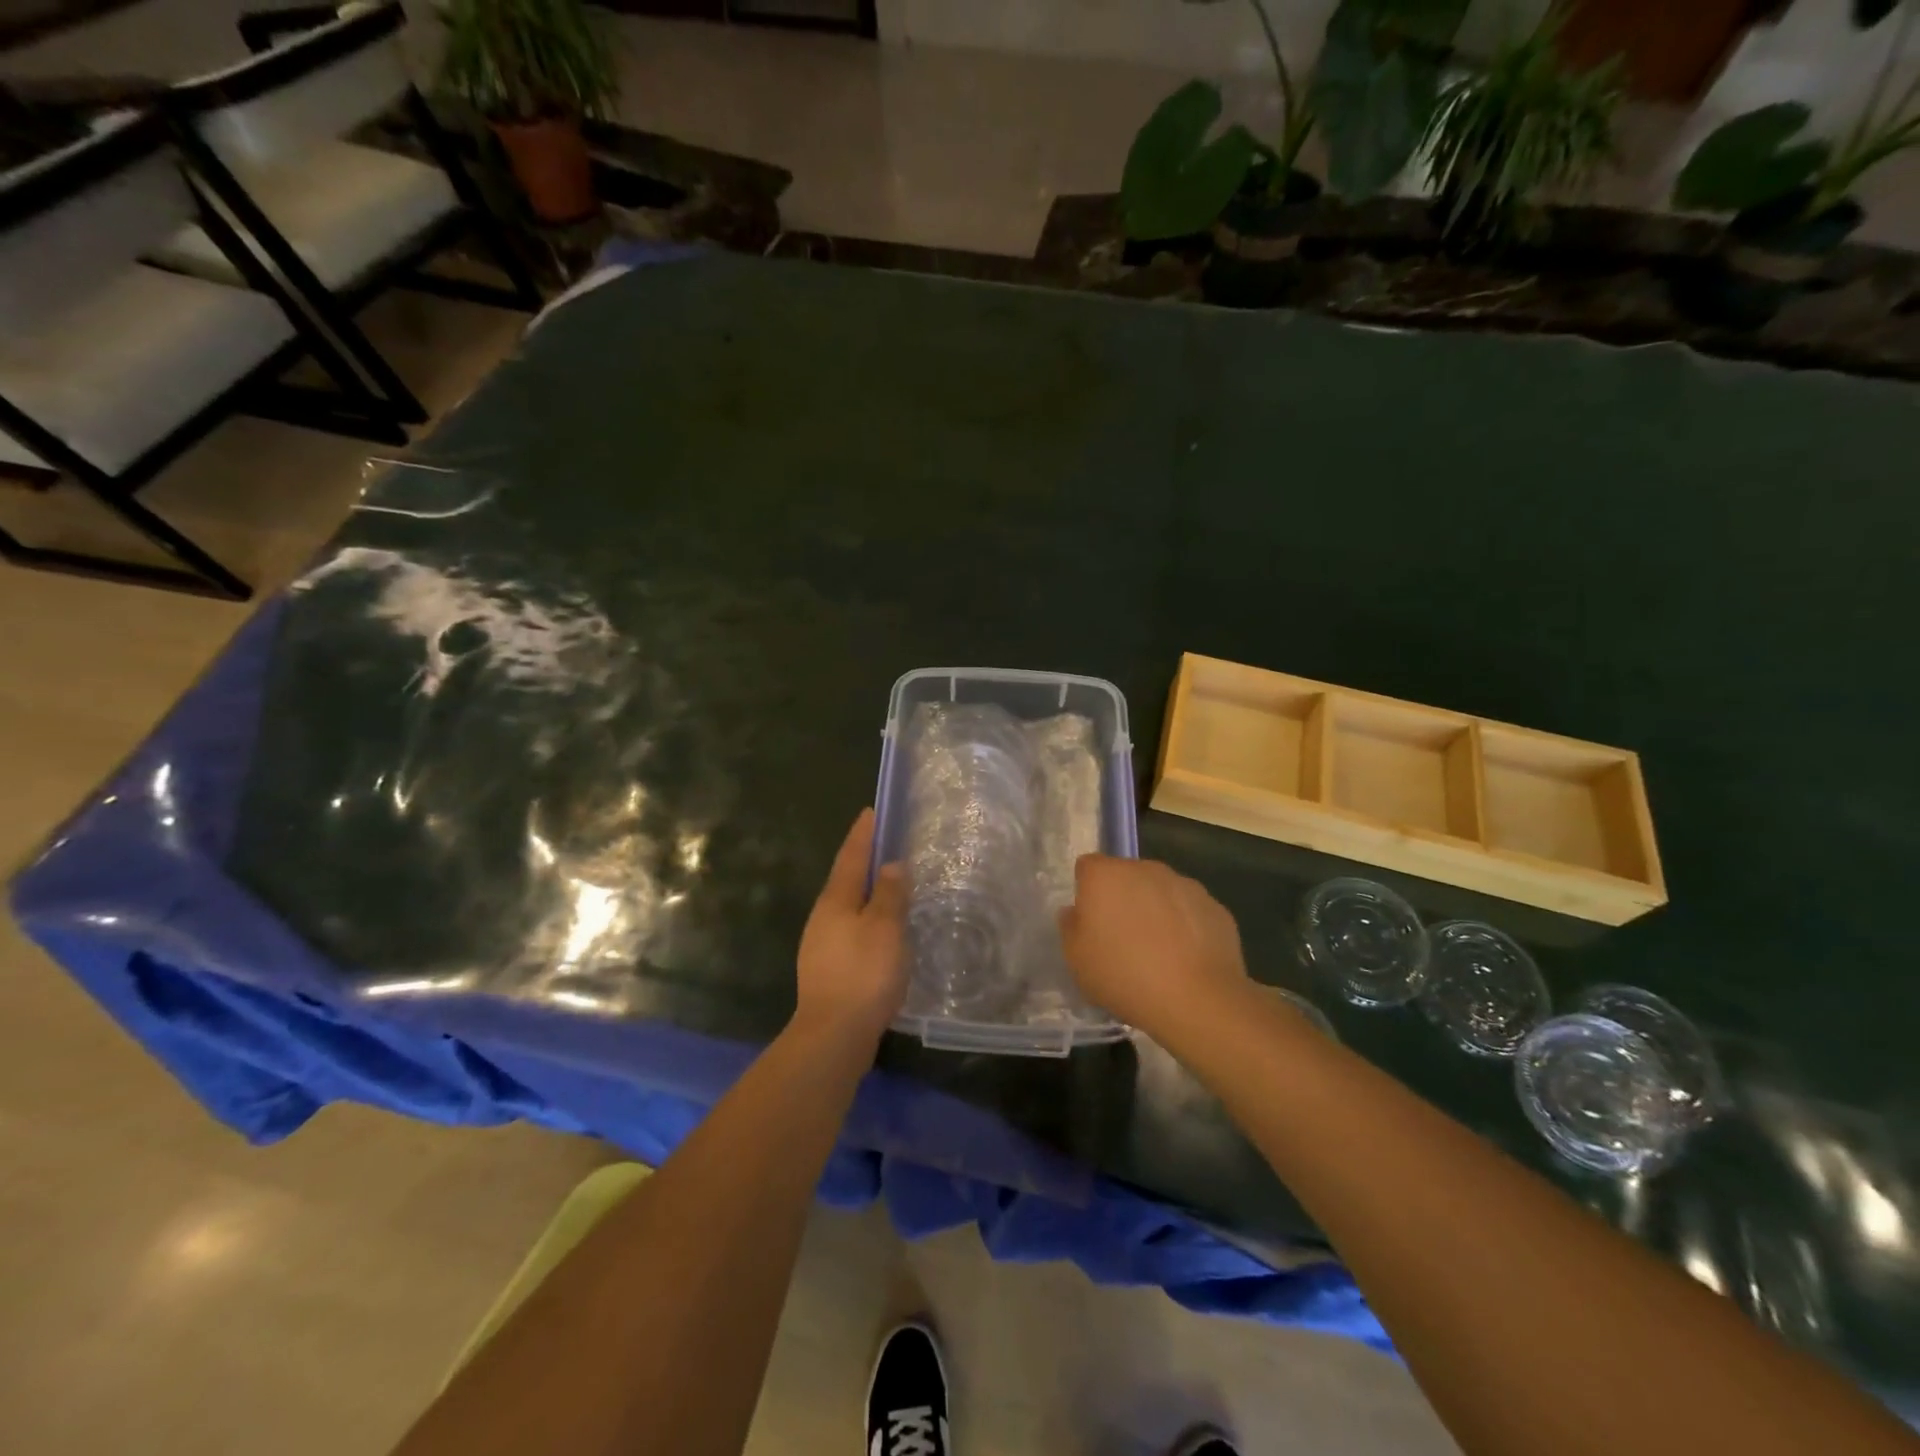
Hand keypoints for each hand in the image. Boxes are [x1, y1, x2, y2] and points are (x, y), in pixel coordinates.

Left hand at [794, 809, 906, 1040]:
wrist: (833, 1035)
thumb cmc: (863, 974)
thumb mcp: (885, 928)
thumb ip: (890, 894)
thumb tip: (891, 866)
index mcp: (836, 900)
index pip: (851, 856)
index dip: (863, 834)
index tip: (870, 812)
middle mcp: (823, 917)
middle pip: (845, 880)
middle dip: (863, 861)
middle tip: (884, 846)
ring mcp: (822, 945)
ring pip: (847, 907)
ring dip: (866, 893)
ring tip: (889, 887)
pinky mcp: (829, 970)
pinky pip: (851, 931)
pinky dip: (867, 921)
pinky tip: (881, 932)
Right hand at [1059, 855, 1250, 1039]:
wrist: (1196, 1000)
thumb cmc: (1124, 975)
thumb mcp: (1077, 960)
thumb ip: (1070, 927)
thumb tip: (1075, 912)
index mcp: (1106, 876)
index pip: (1087, 867)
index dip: (1086, 892)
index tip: (1090, 922)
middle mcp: (1145, 869)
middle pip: (1126, 876)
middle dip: (1122, 898)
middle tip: (1121, 938)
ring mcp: (1185, 884)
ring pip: (1161, 891)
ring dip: (1155, 910)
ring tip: (1157, 953)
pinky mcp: (1215, 907)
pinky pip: (1190, 910)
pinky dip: (1185, 926)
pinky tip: (1186, 959)